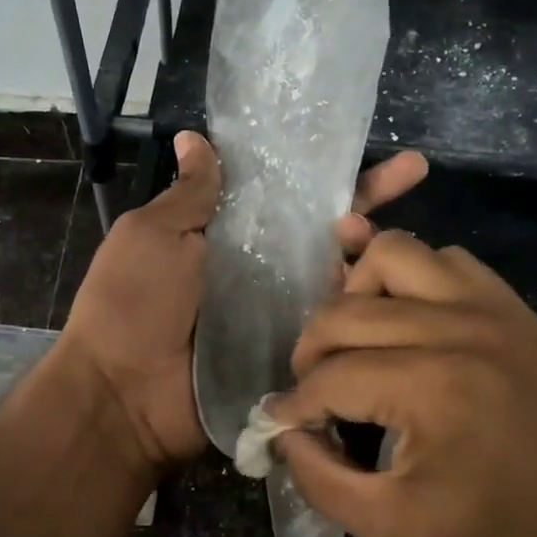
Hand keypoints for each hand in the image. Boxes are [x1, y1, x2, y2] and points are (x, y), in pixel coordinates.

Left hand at [57, 133, 427, 473]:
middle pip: (325, 230)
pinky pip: (337, 325)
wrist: (124, 398)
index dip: (323, 168)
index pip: (287, 192)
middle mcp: (263, 269)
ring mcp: (282, 313)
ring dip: (370, 252)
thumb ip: (189, 195)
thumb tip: (197, 138)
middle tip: (412, 174)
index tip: (363, 142)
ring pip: (340, 275)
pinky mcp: (295, 353)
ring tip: (387, 239)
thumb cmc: (131, 305)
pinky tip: (399, 288)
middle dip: (368, 201)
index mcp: (228, 234)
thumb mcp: (152, 236)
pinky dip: (364, 306)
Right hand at [268, 232, 536, 536]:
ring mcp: (495, 309)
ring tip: (357, 345)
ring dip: (359, 294)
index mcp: (431, 386)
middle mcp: (459, 327)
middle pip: (348, 309)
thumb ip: (321, 478)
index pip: (330, 377)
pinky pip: (449, 262)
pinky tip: (409, 326)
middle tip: (313, 395)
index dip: (294, 405)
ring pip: (397, 255)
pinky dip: (413, 280)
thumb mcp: (393, 532)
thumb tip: (286, 432)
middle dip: (311, 351)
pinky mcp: (518, 311)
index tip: (280, 426)